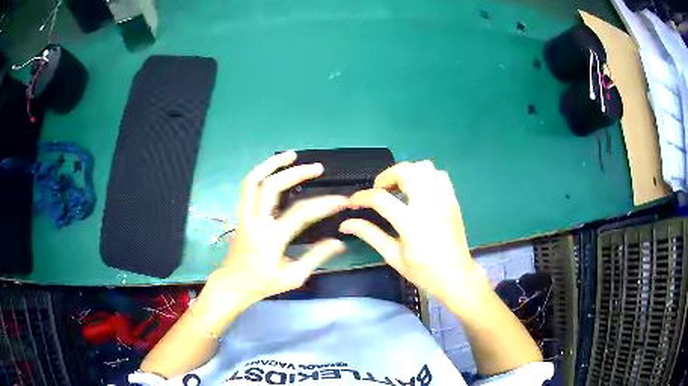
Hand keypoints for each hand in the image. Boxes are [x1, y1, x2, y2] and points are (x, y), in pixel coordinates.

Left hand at [198, 152, 347, 327]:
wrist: (233, 284)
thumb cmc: (263, 284)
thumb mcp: (293, 277)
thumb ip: (316, 257)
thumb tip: (339, 242)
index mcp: (271, 239)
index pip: (300, 214)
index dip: (323, 204)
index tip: (342, 200)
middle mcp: (256, 222)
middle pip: (272, 187)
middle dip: (296, 173)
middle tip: (317, 168)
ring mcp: (245, 215)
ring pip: (252, 181)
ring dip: (271, 164)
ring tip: (291, 155)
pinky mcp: (241, 214)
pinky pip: (247, 187)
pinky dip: (260, 172)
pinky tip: (274, 168)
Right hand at [339, 161, 482, 305]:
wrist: (456, 276)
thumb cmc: (423, 271)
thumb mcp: (393, 257)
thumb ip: (370, 235)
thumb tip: (346, 224)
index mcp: (412, 223)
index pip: (381, 198)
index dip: (362, 197)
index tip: (353, 203)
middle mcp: (429, 205)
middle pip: (405, 172)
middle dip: (386, 176)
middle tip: (379, 190)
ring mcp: (443, 200)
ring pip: (424, 167)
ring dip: (407, 173)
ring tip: (399, 187)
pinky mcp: (452, 199)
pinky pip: (439, 175)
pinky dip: (426, 176)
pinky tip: (418, 190)